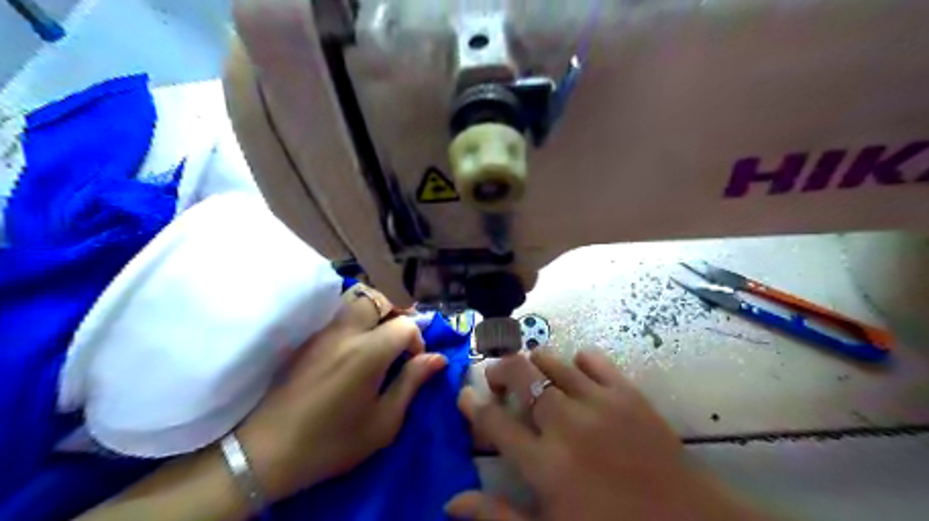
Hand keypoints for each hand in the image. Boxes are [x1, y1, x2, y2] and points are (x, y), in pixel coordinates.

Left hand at [237, 284, 445, 500]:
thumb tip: (438, 358)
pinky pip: (334, 313)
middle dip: (394, 313)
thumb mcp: (383, 423)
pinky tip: (351, 345)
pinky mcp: (305, 338)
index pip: (405, 324)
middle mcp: (345, 332)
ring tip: (376, 337)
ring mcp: (321, 332)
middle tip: (396, 339)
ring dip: (372, 312)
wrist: (267, 452)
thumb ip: (412, 383)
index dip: (417, 340)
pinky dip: (351, 318)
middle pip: (377, 300)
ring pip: (353, 300)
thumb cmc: (332, 442)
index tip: (413, 362)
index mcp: (369, 352)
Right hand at [447, 350, 765, 520]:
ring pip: (551, 361)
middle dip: (500, 370)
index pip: (493, 422)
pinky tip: (577, 374)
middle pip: (519, 377)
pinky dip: (578, 360)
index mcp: (544, 463)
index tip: (464, 395)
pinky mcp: (627, 392)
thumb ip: (498, 516)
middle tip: (497, 378)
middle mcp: (565, 424)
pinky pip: (593, 358)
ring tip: (533, 374)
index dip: (472, 404)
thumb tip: (451, 502)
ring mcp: (598, 403)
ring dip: (534, 362)